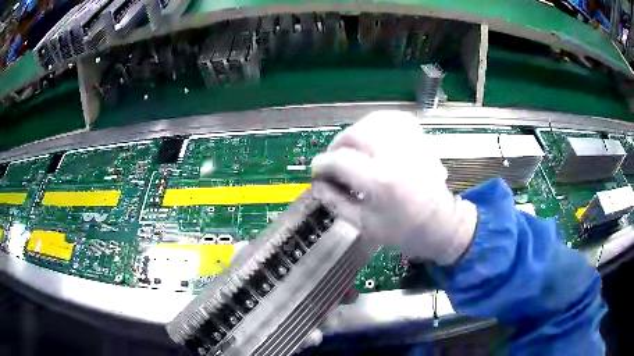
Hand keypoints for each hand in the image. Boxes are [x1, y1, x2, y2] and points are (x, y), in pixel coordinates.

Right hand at [311, 110, 476, 264]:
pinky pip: (397, 118)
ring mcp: (411, 145)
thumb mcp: (365, 225)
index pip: (341, 161)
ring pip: (375, 120)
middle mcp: (396, 157)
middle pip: (355, 134)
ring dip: (356, 130)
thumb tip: (317, 184)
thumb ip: (336, 202)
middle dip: (337, 144)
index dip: (322, 164)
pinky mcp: (420, 141)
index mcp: (381, 182)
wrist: (441, 225)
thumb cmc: (404, 231)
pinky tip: (374, 134)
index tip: (317, 171)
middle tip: (333, 159)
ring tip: (352, 146)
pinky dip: (380, 122)